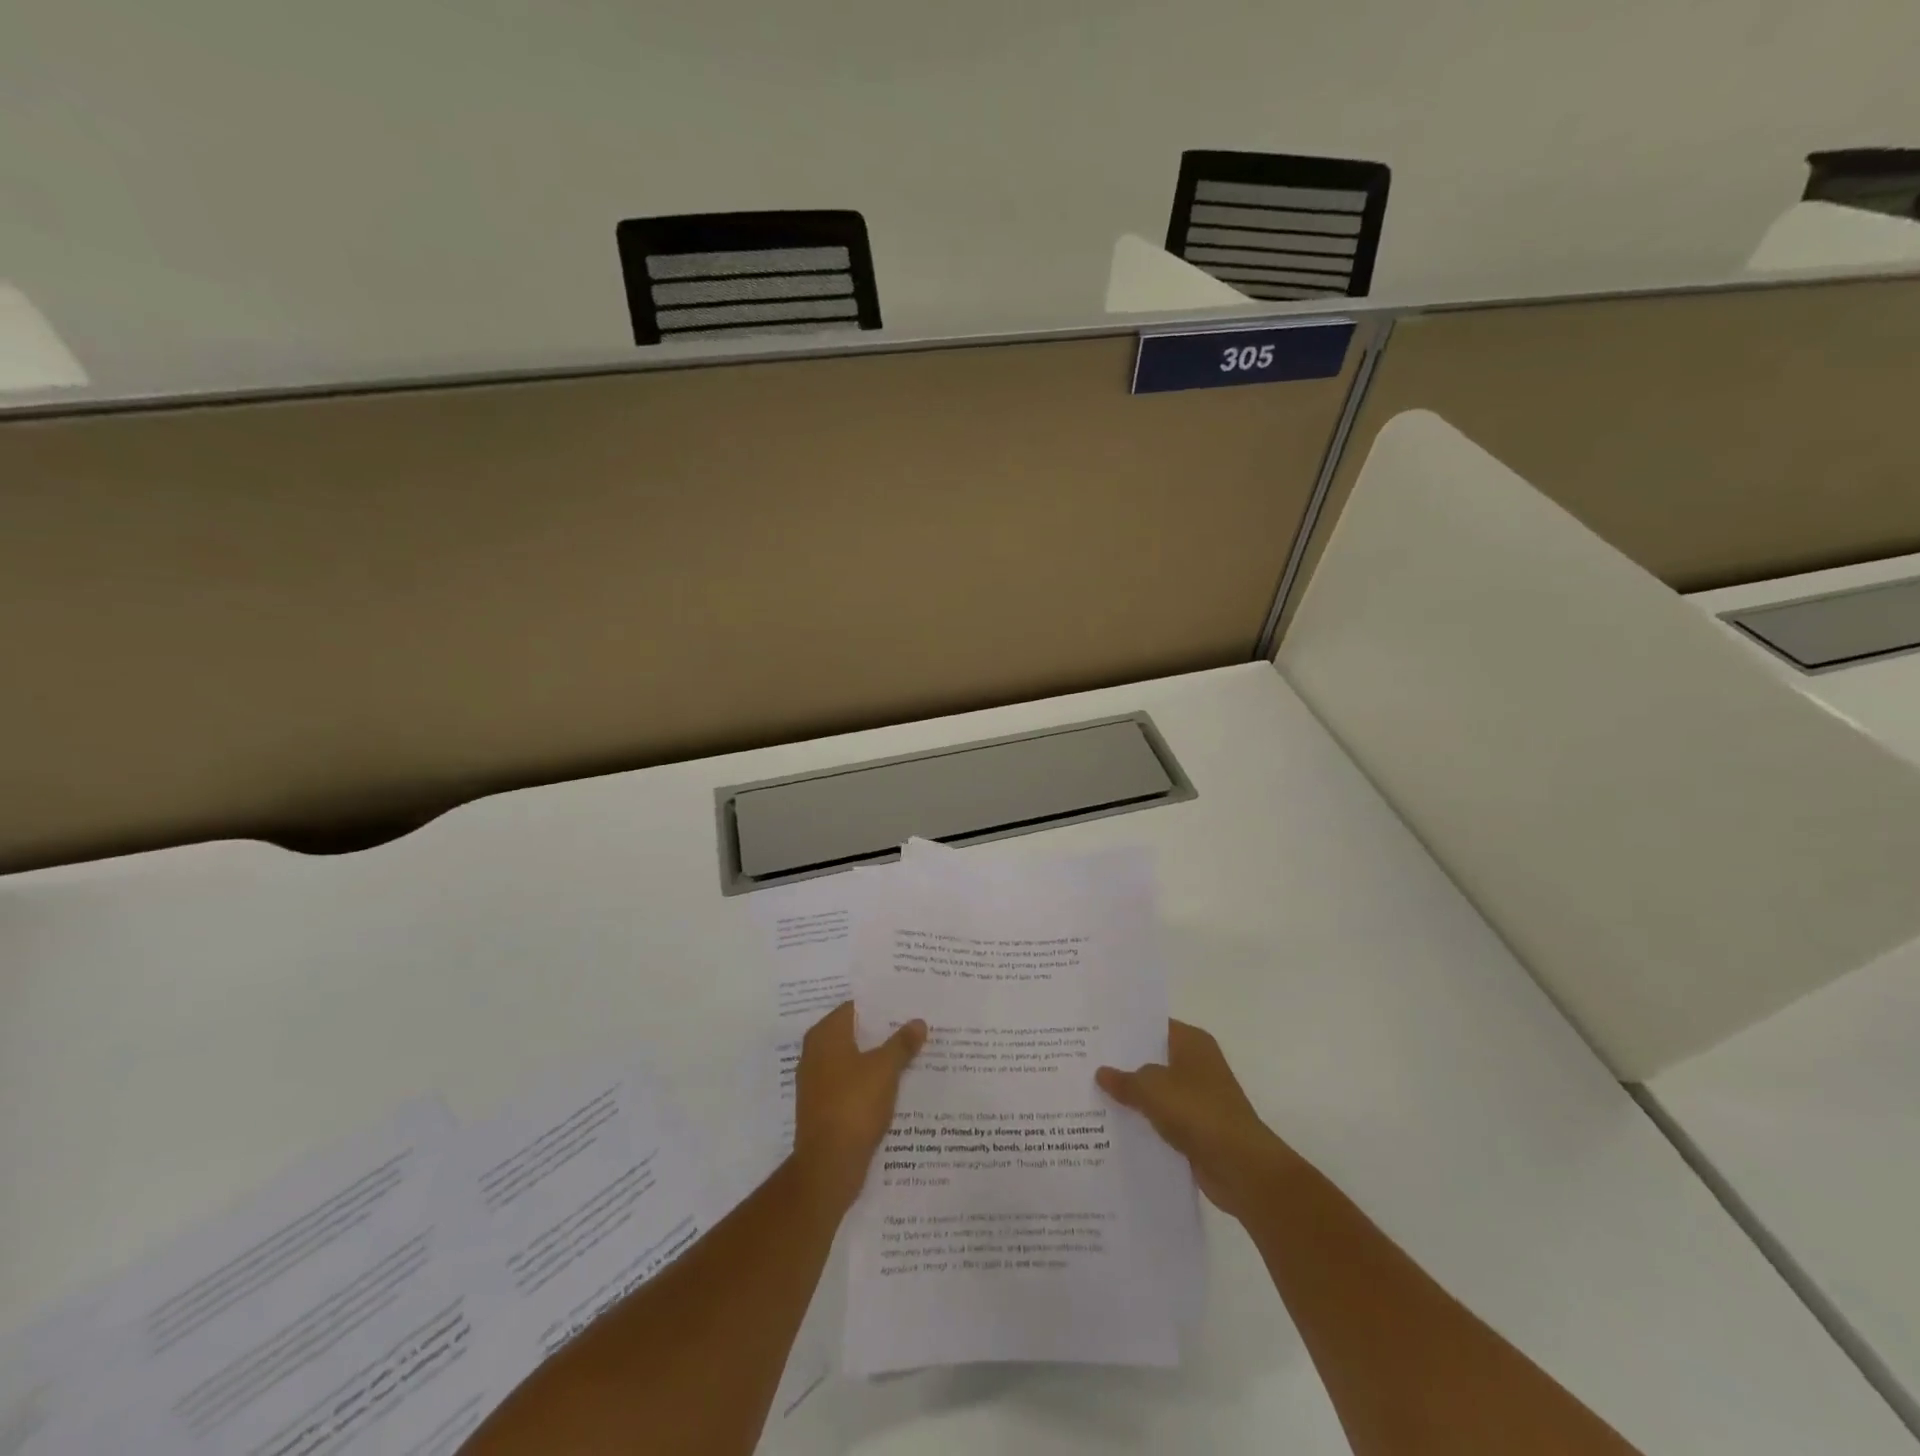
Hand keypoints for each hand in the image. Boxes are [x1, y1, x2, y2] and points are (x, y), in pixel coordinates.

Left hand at [793, 1001, 925, 1212]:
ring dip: (876, 1058)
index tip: (904, 1004)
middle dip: (881, 1032)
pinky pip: (849, 1084)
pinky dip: (868, 1082)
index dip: (880, 1005)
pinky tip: (893, 1086)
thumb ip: (902, 1043)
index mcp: (825, 1035)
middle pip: (853, 1034)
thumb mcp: (885, 1069)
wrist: (828, 1165)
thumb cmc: (854, 1104)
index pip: (854, 1007)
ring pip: (852, 1060)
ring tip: (909, 1054)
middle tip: (912, 1026)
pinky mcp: (822, 1108)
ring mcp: (816, 1082)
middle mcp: (814, 1053)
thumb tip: (918, 1021)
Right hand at [1097, 1020, 1296, 1219]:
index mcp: (1192, 1042)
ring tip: (1093, 1093)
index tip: (1094, 1033)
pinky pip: (1164, 1118)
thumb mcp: (1151, 1088)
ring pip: (1157, 1090)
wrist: (1241, 1166)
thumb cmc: (1197, 1111)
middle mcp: (1198, 1064)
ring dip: (1134, 1096)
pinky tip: (1116, 1126)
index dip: (1125, 1029)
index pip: (1153, 1026)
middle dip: (1124, 1063)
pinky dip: (1145, 1122)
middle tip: (1086, 1062)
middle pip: (1154, 1058)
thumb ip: (1124, 1079)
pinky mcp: (1198, 1128)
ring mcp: (1200, 1097)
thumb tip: (1101, 1073)